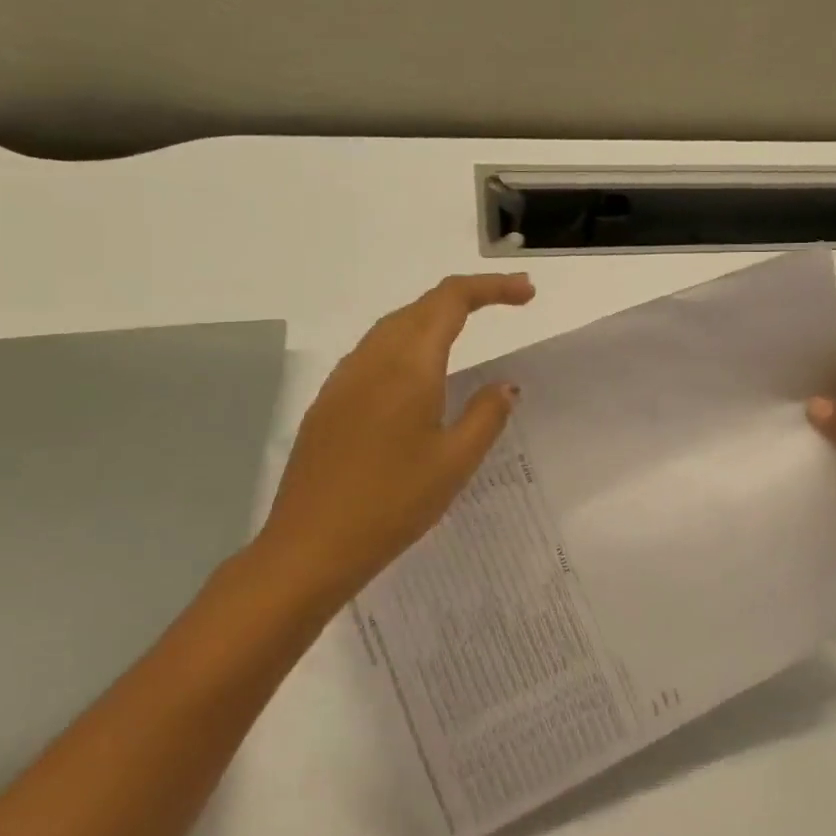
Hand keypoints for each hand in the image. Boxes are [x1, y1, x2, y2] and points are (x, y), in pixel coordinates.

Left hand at [251, 273, 535, 611]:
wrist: (308, 547)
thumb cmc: (392, 504)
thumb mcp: (455, 462)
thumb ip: (486, 415)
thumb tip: (505, 386)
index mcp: (408, 365)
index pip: (451, 300)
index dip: (492, 288)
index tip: (527, 293)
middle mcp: (373, 359)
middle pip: (421, 305)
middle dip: (467, 297)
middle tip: (509, 304)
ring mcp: (344, 379)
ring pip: (394, 326)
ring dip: (434, 317)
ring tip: (469, 329)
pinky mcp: (328, 402)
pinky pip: (374, 352)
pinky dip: (407, 342)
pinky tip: (418, 372)